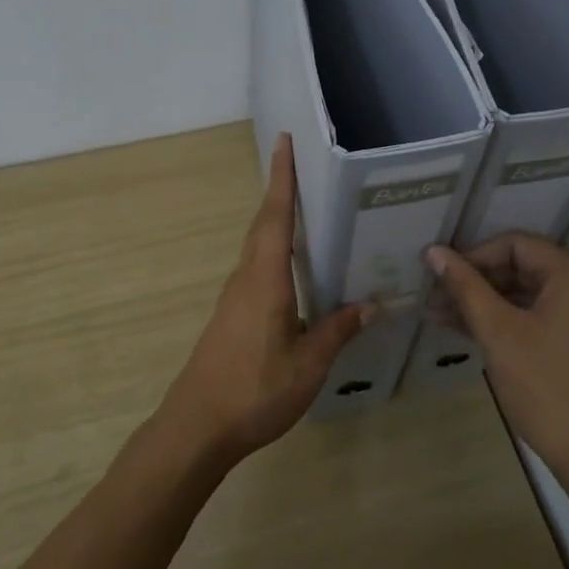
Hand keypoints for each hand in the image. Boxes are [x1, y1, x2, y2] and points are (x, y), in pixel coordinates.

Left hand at [159, 135, 372, 466]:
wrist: (198, 426)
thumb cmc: (255, 390)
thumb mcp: (308, 365)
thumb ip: (338, 330)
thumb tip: (370, 303)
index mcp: (265, 279)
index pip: (275, 216)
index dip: (281, 178)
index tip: (284, 142)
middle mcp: (247, 277)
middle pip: (263, 223)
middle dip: (280, 189)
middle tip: (301, 163)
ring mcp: (236, 296)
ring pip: (258, 245)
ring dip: (276, 218)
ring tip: (306, 205)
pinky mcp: (233, 313)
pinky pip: (257, 266)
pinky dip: (274, 248)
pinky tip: (294, 265)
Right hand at [426, 234, 568, 483]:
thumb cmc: (548, 389)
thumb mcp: (499, 333)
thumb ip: (465, 287)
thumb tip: (434, 252)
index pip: (516, 245)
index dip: (473, 257)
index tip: (439, 278)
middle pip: (526, 268)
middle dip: (478, 283)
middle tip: (436, 299)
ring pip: (534, 295)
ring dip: (491, 304)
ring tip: (444, 317)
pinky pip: (549, 316)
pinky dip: (515, 322)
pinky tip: (476, 332)